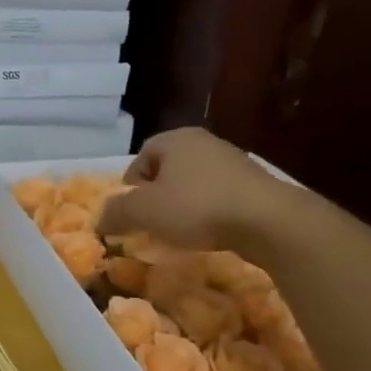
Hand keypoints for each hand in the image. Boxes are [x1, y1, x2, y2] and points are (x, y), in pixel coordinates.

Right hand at [96, 127, 291, 250]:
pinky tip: (212, 232)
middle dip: (157, 197)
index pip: (140, 159)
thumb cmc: (197, 207)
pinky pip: (219, 196)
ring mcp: (233, 161)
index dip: (131, 188)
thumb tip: (100, 220)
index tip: (133, 214)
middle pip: (167, 171)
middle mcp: (203, 142)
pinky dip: (210, 212)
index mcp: (174, 139)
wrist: (270, 221)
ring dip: (184, 206)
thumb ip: (116, 213)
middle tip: (154, 224)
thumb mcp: (144, 212)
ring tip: (183, 232)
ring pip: (193, 184)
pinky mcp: (256, 183)